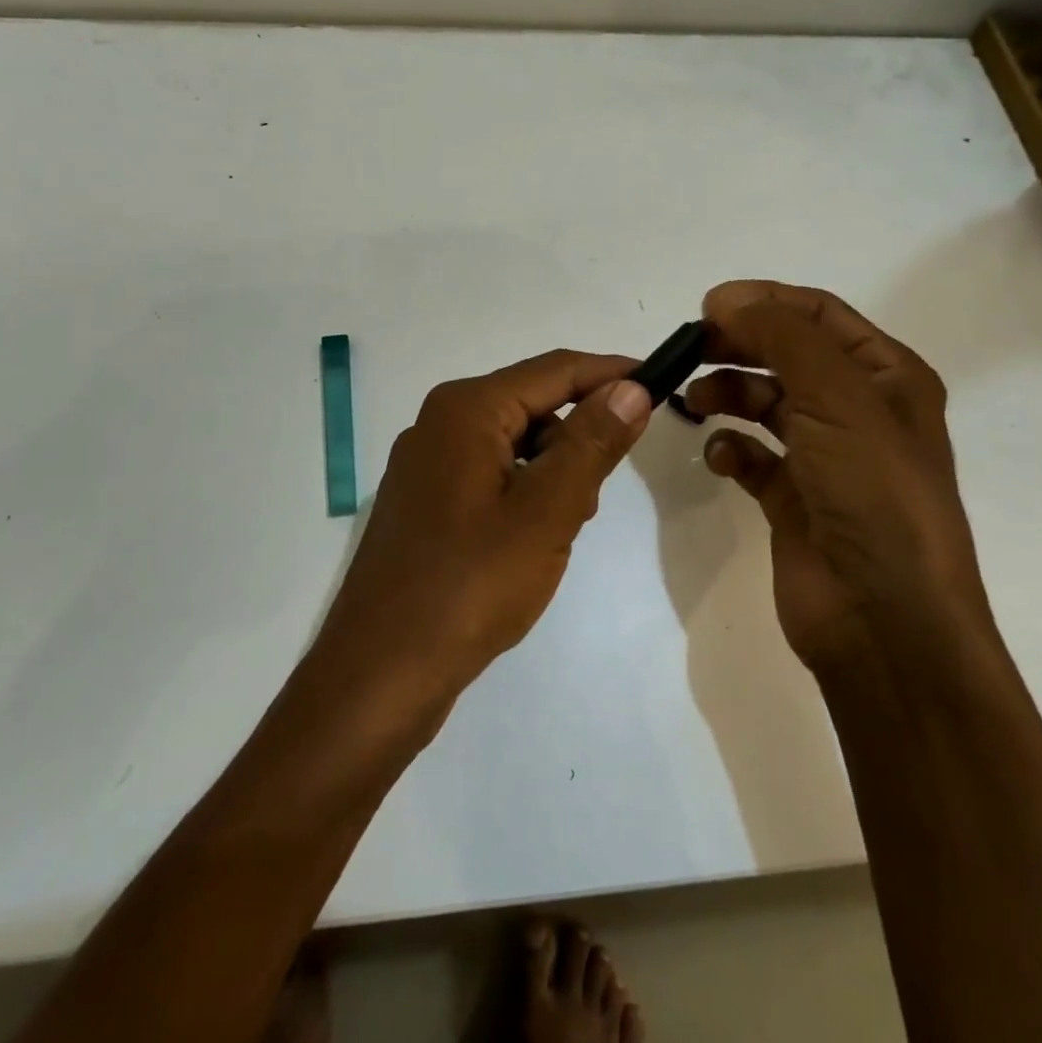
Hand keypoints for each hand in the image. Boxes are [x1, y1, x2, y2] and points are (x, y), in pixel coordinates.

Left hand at [315, 350, 653, 704]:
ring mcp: (427, 465)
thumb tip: (630, 387)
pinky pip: (491, 476)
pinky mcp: (425, 502)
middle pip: (533, 405)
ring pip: (514, 445)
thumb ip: (592, 443)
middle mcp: (440, 423)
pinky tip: (531, 543)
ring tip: (560, 532)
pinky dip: (524, 495)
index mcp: (465, 410)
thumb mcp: (546, 511)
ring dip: (552, 475)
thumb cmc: (470, 585)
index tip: (661, 386)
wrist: (380, 672)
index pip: (555, 370)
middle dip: (578, 439)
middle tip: (596, 496)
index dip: (611, 374)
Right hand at [683, 280, 993, 672]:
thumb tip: (725, 299)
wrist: (885, 618)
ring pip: (765, 403)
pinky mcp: (793, 500)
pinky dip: (730, 449)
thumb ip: (781, 337)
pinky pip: (752, 457)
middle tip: (688, 350)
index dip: (764, 302)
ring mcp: (824, 457)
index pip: (819, 315)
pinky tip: (719, 456)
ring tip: (693, 403)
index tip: (707, 307)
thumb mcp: (836, 397)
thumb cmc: (872, 493)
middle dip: (738, 346)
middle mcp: (857, 411)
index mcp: (886, 377)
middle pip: (786, 355)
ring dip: (727, 394)